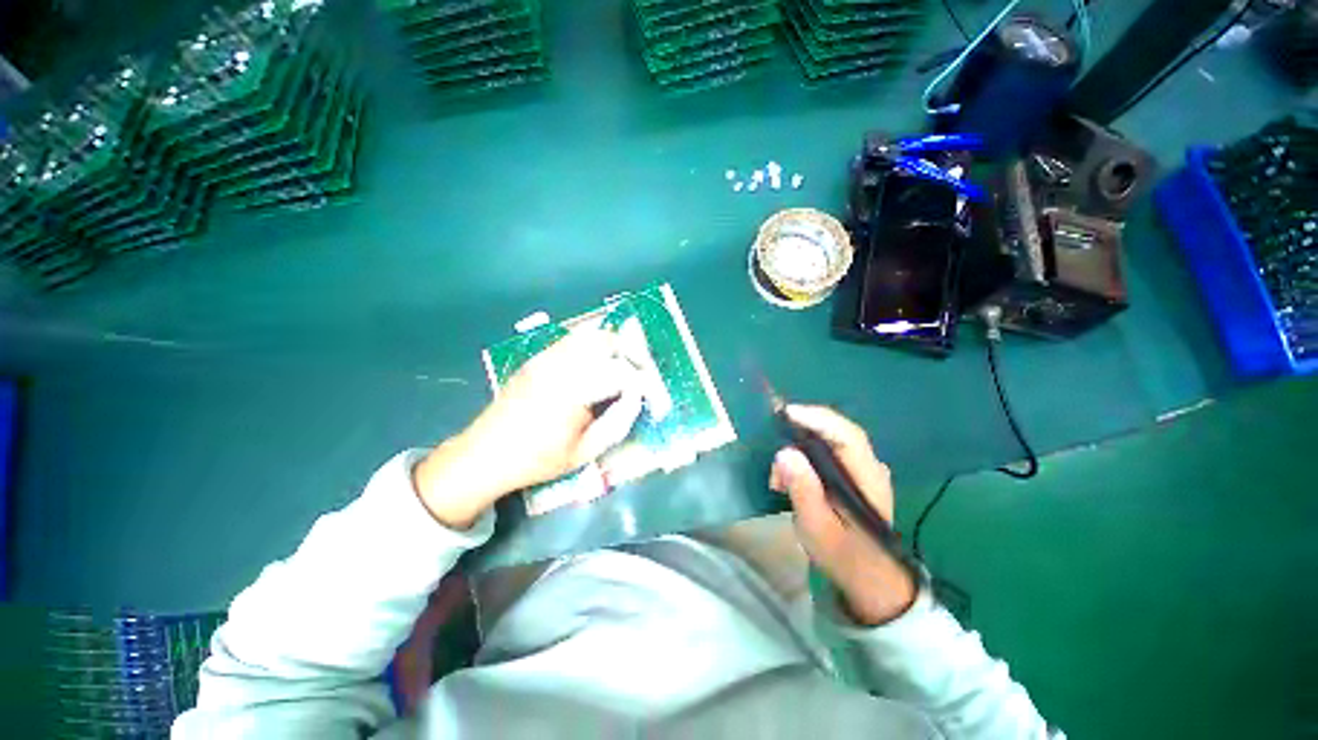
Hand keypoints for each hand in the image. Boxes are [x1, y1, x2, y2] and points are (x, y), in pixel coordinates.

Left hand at [414, 327, 643, 528]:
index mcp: (572, 391)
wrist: (485, 454)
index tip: (654, 398)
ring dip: (613, 347)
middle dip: (631, 355)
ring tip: (623, 368)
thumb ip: (617, 423)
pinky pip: (572, 339)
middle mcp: (559, 365)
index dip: (645, 382)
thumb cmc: (537, 460)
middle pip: (607, 341)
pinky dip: (593, 346)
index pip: (621, 372)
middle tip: (641, 377)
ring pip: (589, 335)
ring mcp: (545, 357)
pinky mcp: (537, 357)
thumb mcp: (584, 453)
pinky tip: (597, 365)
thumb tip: (637, 398)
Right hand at [769, 405, 916, 625]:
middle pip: (837, 431)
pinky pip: (828, 452)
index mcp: (868, 479)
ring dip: (800, 448)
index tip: (786, 413)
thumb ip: (803, 489)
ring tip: (778, 478)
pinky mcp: (853, 474)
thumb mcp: (817, 527)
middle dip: (802, 432)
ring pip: (830, 440)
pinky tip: (790, 476)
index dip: (817, 418)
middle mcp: (870, 467)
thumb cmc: (843, 555)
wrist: (870, 578)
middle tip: (774, 447)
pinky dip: (805, 456)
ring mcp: (863, 469)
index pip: (846, 435)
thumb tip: (784, 452)